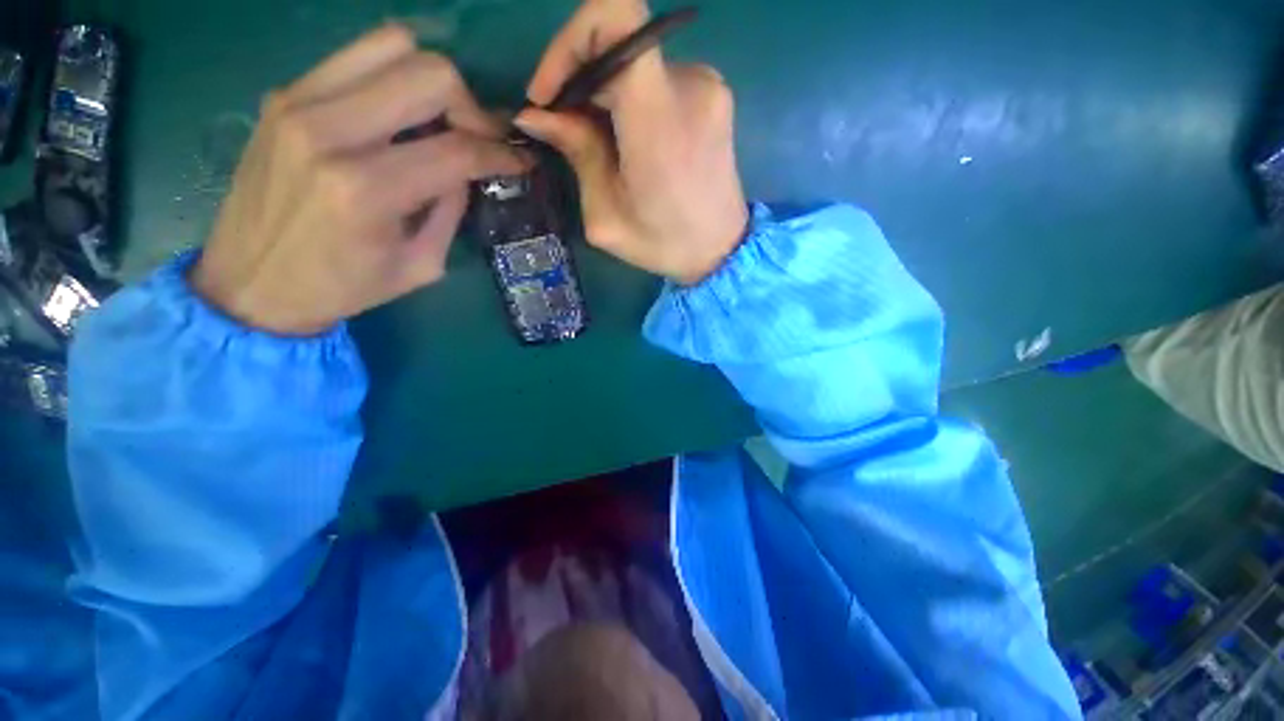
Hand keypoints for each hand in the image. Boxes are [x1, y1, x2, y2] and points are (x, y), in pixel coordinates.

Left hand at [192, 25, 527, 335]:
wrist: (250, 285)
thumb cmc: (342, 287)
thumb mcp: (420, 264)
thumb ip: (451, 210)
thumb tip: (469, 170)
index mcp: (368, 190)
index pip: (457, 149)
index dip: (501, 152)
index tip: (521, 160)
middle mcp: (330, 132)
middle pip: (429, 75)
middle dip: (471, 106)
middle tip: (478, 137)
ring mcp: (299, 102)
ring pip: (392, 45)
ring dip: (432, 80)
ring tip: (440, 118)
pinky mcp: (283, 94)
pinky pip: (356, 57)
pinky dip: (392, 75)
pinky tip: (399, 111)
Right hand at [515, 0, 747, 286]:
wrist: (721, 250)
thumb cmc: (664, 244)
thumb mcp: (606, 216)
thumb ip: (576, 154)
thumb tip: (535, 114)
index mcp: (659, 121)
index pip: (615, 15)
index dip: (571, 39)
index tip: (551, 92)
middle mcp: (690, 86)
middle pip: (617, 42)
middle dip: (579, 78)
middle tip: (565, 129)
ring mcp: (707, 85)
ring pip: (634, 62)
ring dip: (605, 94)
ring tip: (600, 143)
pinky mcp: (713, 92)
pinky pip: (656, 77)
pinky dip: (631, 99)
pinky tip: (629, 140)